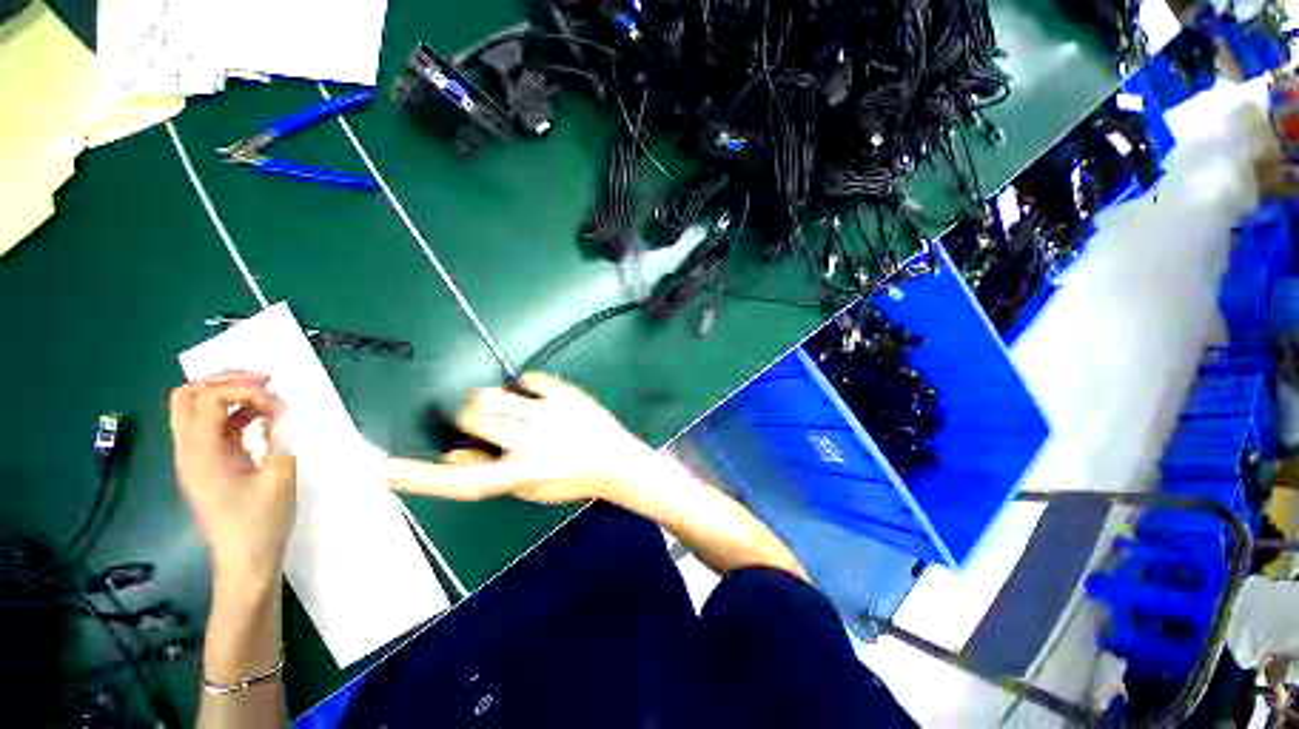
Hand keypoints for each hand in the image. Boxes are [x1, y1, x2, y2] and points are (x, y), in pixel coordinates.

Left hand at [170, 372, 295, 592]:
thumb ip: (277, 436)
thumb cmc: (260, 522)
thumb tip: (280, 410)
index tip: (278, 401)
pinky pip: (214, 426)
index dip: (243, 389)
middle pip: (188, 396)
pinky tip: (263, 419)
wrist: (245, 561)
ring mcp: (195, 457)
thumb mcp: (278, 475)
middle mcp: (188, 450)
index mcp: (199, 453)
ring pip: (198, 408)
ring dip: (231, 395)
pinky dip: (236, 414)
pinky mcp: (208, 464)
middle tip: (264, 382)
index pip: (208, 398)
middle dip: (224, 381)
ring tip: (268, 398)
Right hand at [386, 372, 654, 504]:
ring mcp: (551, 413)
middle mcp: (532, 440)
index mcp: (521, 472)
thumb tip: (451, 454)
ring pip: (494, 393)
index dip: (419, 477)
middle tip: (484, 419)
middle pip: (473, 412)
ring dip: (491, 399)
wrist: (616, 461)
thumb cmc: (571, 479)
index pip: (461, 480)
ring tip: (511, 409)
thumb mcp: (529, 489)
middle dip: (469, 414)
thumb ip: (489, 473)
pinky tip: (535, 396)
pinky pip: (531, 378)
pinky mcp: (567, 394)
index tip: (381, 468)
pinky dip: (525, 384)